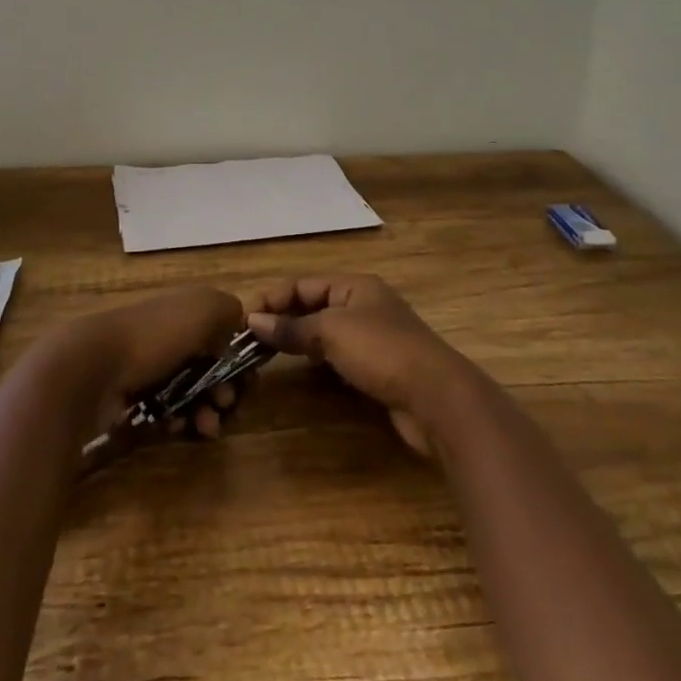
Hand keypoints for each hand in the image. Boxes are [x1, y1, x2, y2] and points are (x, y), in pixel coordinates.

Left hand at [49, 285, 244, 439]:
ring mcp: (149, 366)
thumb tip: (236, 328)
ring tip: (207, 426)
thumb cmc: (156, 334)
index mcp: (186, 309)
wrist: (93, 366)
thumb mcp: (205, 308)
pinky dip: (179, 420)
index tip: (248, 378)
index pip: (223, 333)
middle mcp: (170, 334)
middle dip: (226, 388)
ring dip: (207, 410)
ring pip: (191, 392)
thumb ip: (230, 311)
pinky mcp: (132, 397)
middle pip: (210, 365)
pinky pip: (167, 411)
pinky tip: (178, 427)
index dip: (239, 356)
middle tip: (227, 403)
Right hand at [245, 275, 472, 456]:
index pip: (303, 284)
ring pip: (325, 332)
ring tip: (267, 354)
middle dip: (283, 318)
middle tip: (249, 339)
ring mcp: (373, 337)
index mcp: (355, 285)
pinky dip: (317, 359)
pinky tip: (302, 369)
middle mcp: (364, 305)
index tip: (243, 319)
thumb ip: (292, 327)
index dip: (272, 298)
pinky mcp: (378, 367)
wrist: (436, 397)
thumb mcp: (332, 331)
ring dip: (298, 340)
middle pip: (314, 305)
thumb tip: (254, 322)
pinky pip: (338, 355)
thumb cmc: (382, 351)